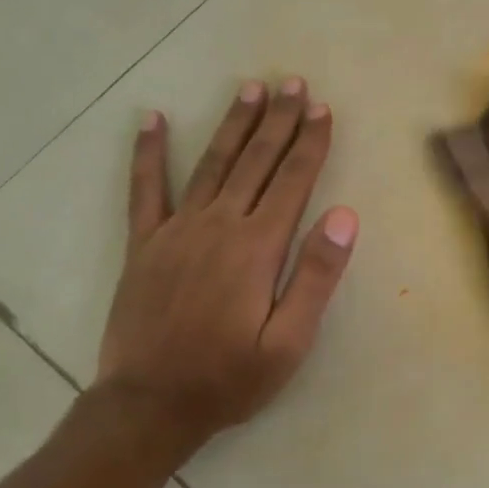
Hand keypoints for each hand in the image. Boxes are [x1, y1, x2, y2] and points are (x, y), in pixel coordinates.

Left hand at [96, 78, 358, 450]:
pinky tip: (153, 119)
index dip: (309, 143)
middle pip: (255, 161)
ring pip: (212, 164)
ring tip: (249, 90)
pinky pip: (145, 189)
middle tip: (291, 83)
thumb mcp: (289, 342)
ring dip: (233, 125)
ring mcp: (176, 230)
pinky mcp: (144, 244)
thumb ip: (316, 276)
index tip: (321, 109)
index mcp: (257, 247)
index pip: (292, 181)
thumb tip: (344, 215)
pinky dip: (148, 153)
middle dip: (277, 120)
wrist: (150, 404)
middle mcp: (218, 225)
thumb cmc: (229, 378)